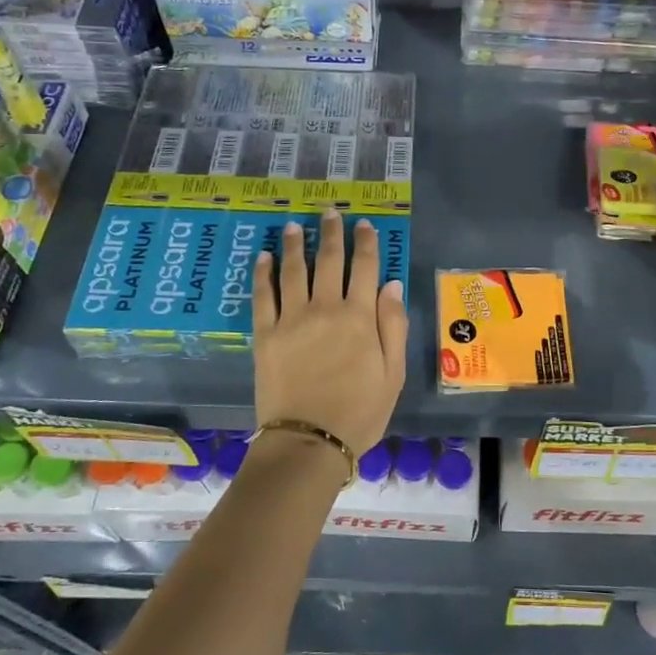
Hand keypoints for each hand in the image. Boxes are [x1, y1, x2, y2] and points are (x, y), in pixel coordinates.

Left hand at [253, 211, 408, 456]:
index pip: (365, 268)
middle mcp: (325, 308)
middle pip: (329, 260)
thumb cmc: (359, 413)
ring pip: (294, 270)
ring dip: (296, 244)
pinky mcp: (265, 335)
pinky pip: (262, 295)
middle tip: (330, 212)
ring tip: (295, 225)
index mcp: (359, 318)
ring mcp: (291, 319)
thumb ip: (393, 326)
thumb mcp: (392, 374)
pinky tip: (264, 257)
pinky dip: (263, 273)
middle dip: (332, 232)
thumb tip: (392, 284)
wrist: (309, 442)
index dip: (366, 243)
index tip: (365, 224)